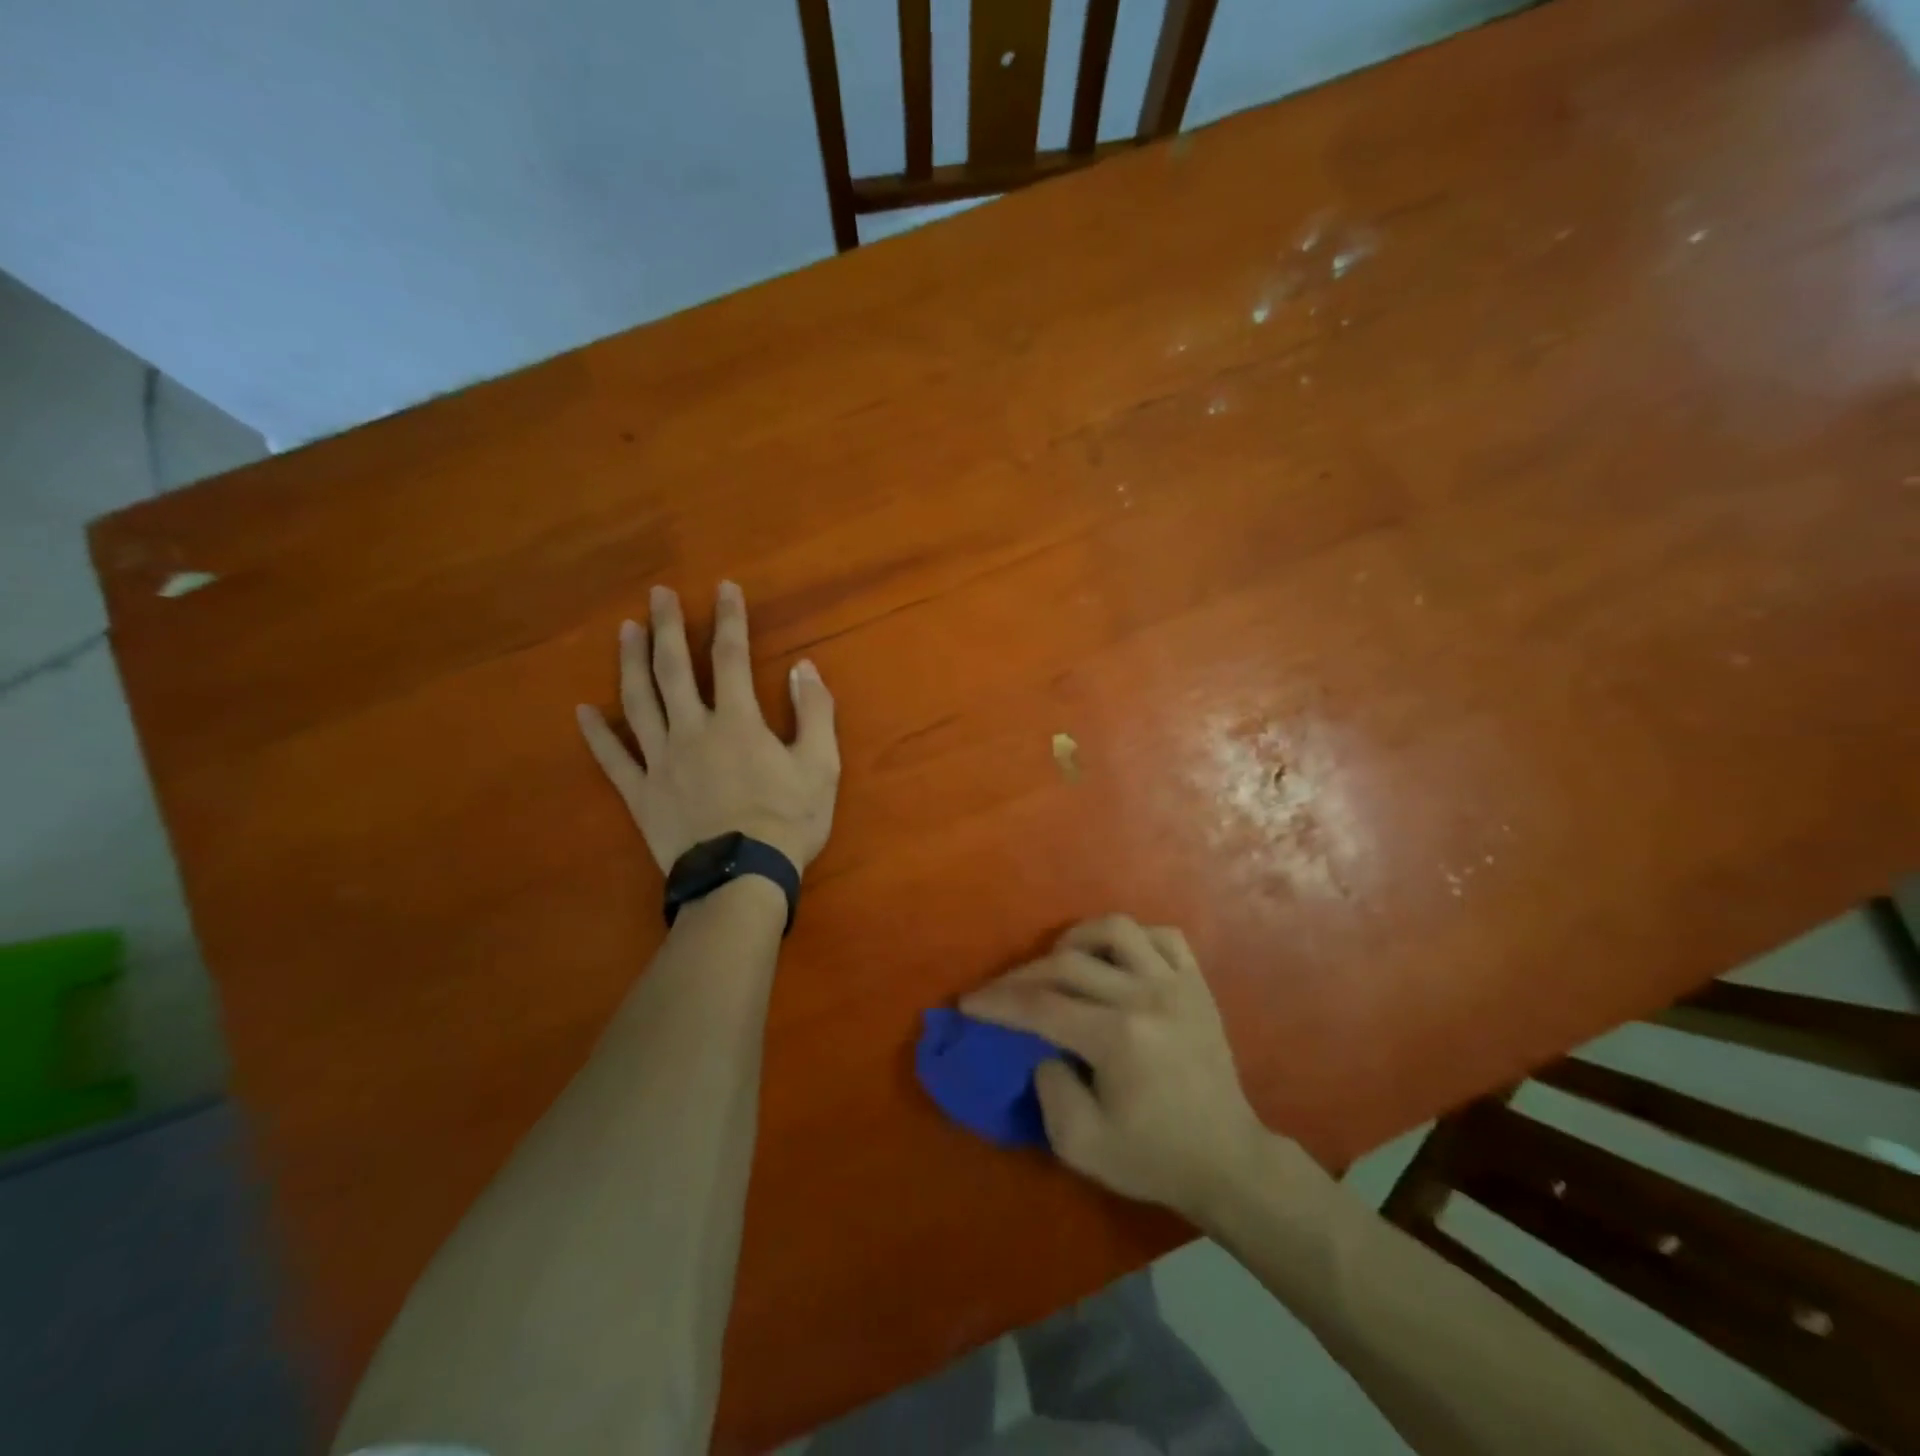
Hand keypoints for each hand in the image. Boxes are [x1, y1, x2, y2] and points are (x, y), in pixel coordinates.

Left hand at [576, 582, 839, 873]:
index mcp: (738, 721)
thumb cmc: (788, 821)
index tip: (723, 588)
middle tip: (657, 594)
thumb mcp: (820, 765)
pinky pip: (612, 759)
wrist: (742, 877)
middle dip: (667, 627)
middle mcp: (693, 729)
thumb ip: (814, 712)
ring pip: (638, 702)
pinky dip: (596, 735)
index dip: (729, 619)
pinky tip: (581, 712)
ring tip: (625, 630)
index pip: (732, 657)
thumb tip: (804, 667)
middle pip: (674, 668)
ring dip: (630, 663)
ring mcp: (660, 760)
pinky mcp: (640, 792)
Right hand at [961, 915, 1270, 1221]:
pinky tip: (1115, 960)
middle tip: (999, 991)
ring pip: (1116, 930)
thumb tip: (1042, 1048)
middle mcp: (1146, 996)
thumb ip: (1049, 1090)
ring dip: (1077, 940)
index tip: (968, 1003)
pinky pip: (1163, 936)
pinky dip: (1132, 939)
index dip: (998, 1002)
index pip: (1041, 1005)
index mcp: (1118, 1038)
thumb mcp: (1082, 1145)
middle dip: (1021, 975)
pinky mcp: (1197, 984)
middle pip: (1067, 964)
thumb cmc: (1154, 1158)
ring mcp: (1176, 984)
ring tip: (1059, 962)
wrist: (1228, 1161)